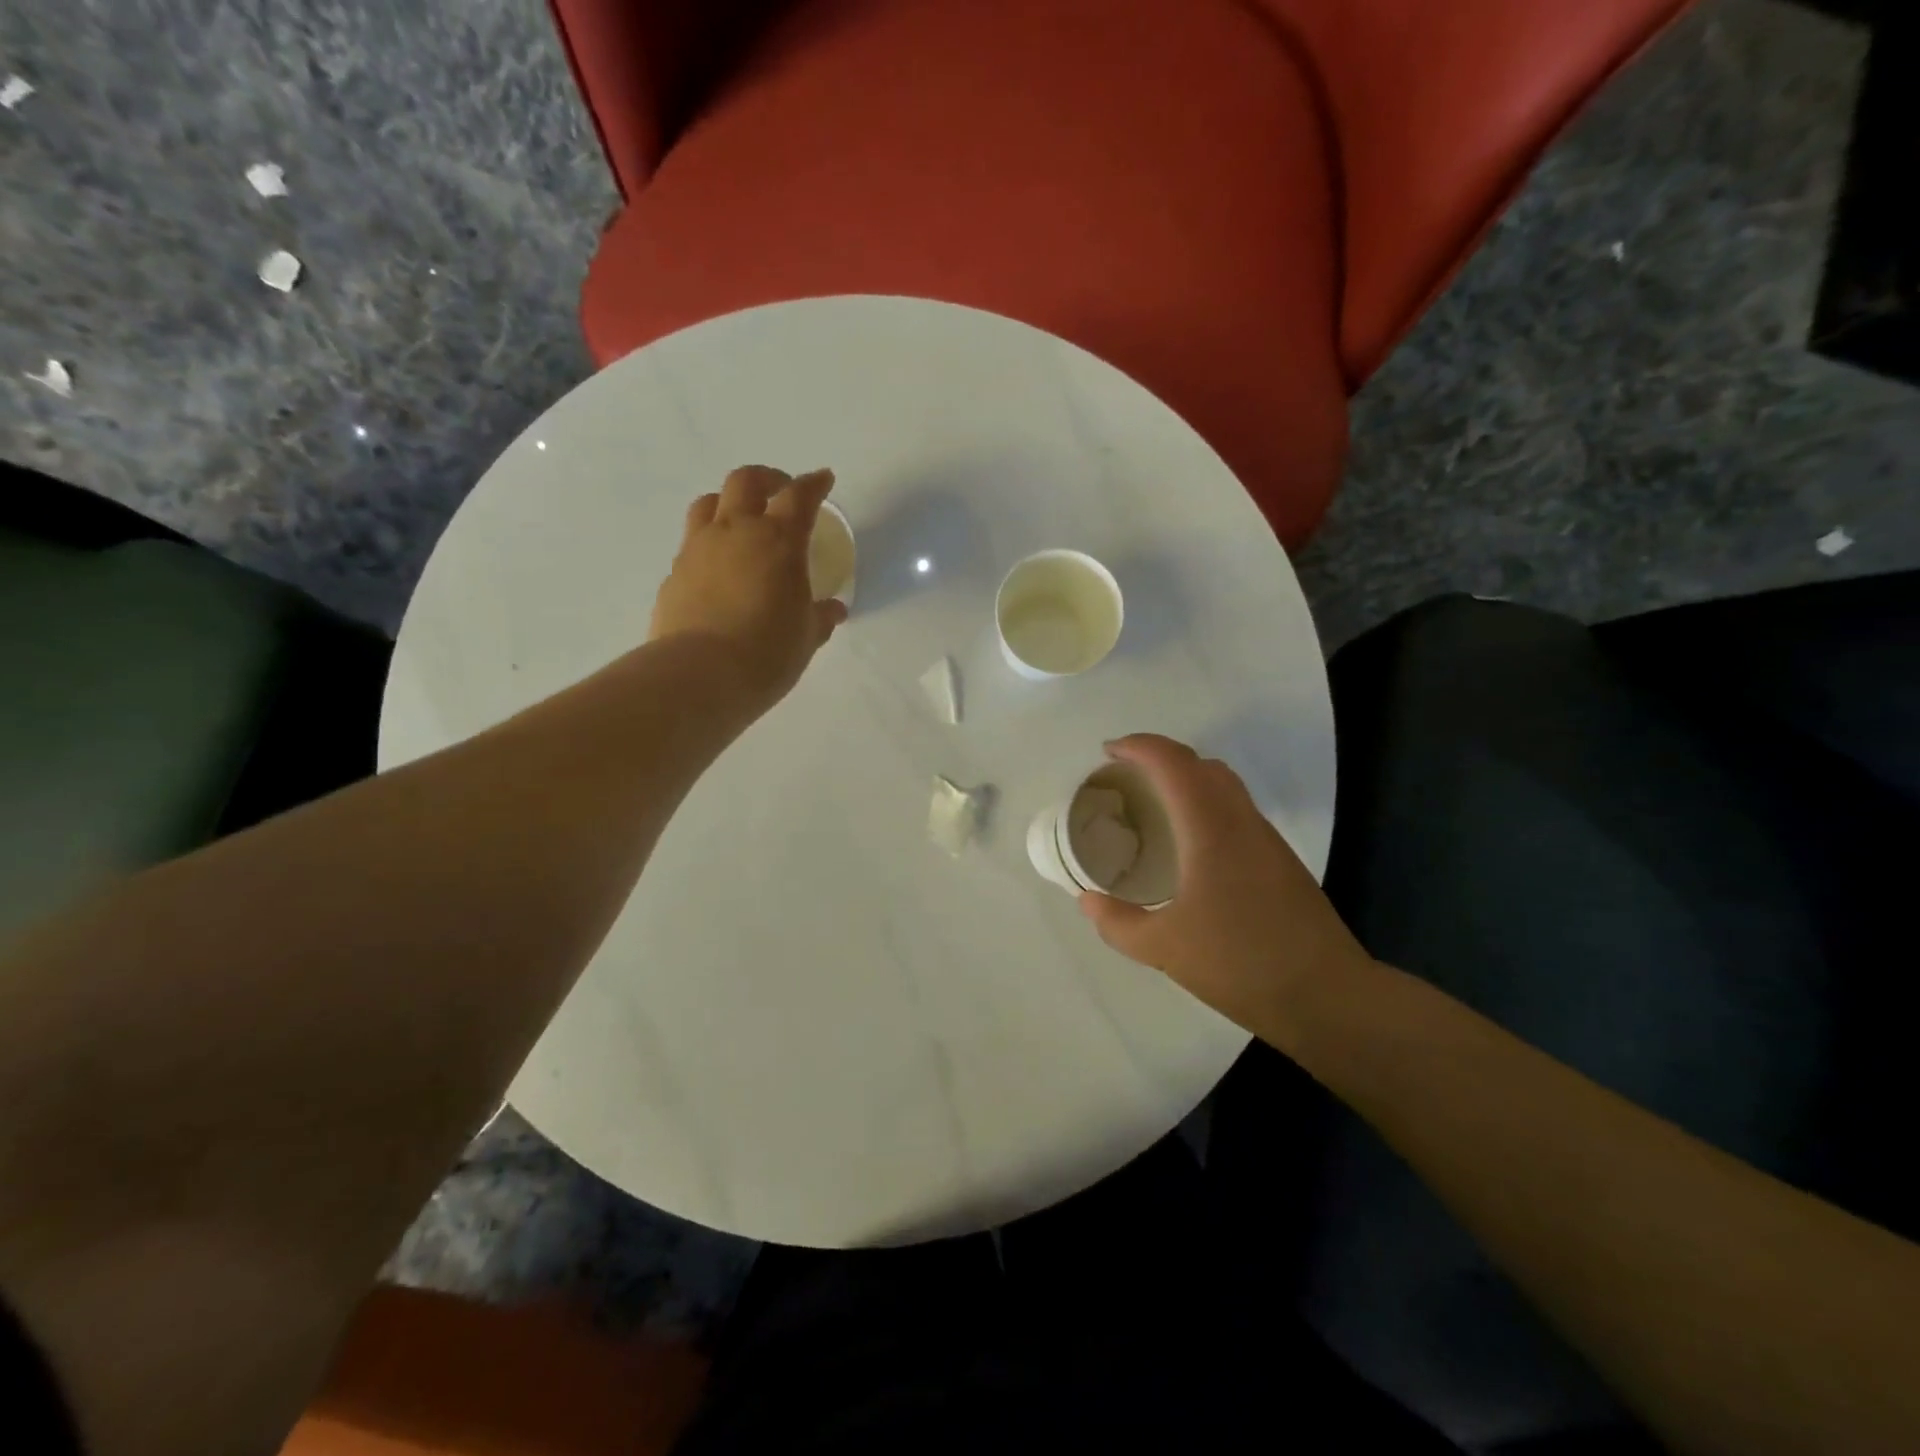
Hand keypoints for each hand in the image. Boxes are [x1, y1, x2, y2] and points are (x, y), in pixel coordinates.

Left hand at [650, 466, 849, 712]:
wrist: (699, 675)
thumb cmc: (767, 653)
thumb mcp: (807, 637)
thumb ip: (820, 617)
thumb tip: (833, 609)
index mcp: (778, 540)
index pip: (799, 497)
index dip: (814, 484)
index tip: (823, 480)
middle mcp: (735, 532)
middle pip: (746, 481)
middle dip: (767, 479)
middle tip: (780, 492)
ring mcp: (698, 549)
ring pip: (709, 503)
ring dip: (729, 503)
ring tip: (742, 522)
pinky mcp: (674, 573)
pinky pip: (692, 543)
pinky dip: (709, 544)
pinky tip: (719, 569)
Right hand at [1078, 734, 1374, 1049]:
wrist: (1327, 996)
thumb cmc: (1239, 963)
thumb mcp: (1163, 948)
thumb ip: (1117, 922)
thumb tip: (1087, 900)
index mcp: (1210, 828)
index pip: (1173, 763)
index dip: (1139, 746)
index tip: (1107, 753)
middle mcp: (1241, 821)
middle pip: (1200, 764)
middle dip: (1159, 757)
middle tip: (1125, 776)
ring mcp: (1266, 839)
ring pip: (1224, 784)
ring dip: (1185, 779)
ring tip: (1152, 803)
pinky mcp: (1280, 859)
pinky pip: (1235, 809)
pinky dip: (1204, 803)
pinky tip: (1189, 841)